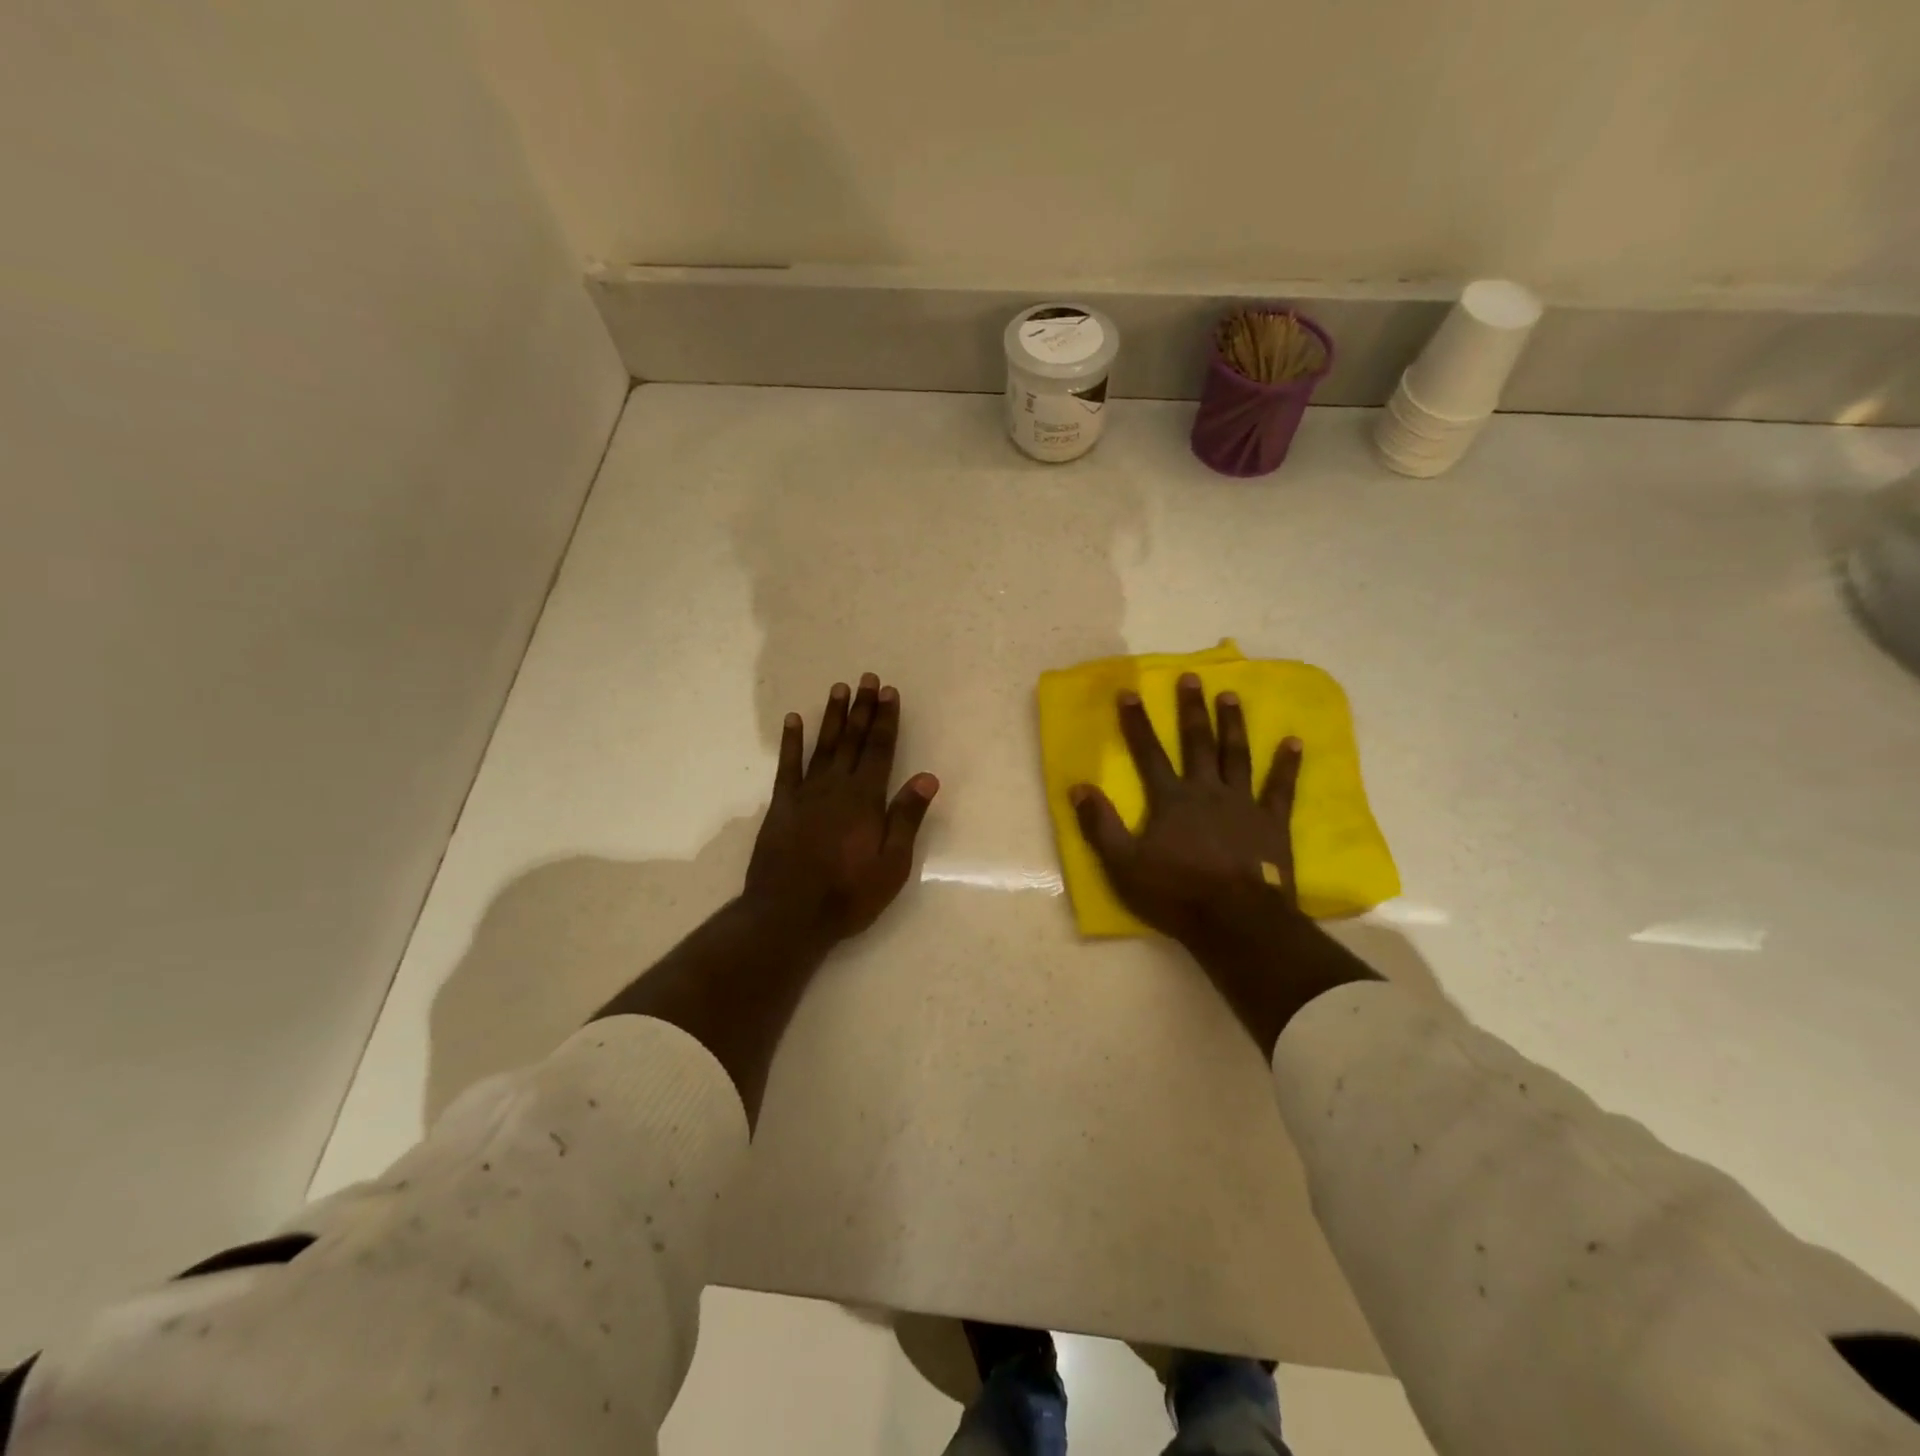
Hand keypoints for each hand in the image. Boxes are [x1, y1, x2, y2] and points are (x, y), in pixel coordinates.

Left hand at [745, 673, 939, 942]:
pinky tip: (794, 720)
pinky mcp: (782, 805)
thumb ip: (906, 818)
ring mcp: (806, 794)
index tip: (889, 692)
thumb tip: (927, 777)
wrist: (788, 915)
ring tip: (839, 688)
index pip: (880, 750)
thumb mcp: (891, 864)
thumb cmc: (848, 894)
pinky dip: (792, 741)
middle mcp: (836, 787)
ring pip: (823, 746)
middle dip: (862, 709)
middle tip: (867, 679)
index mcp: (866, 799)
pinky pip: (788, 766)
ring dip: (833, 716)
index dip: (886, 720)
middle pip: (853, 740)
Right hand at [1069, 673, 1302, 944]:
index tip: (1129, 692)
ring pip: (1236, 755)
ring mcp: (1243, 804)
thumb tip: (1078, 787)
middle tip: (1191, 678)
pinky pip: (1280, 788)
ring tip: (1230, 695)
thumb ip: (1100, 825)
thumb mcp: (1123, 864)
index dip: (1136, 723)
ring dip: (1232, 724)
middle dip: (1191, 709)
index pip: (1148, 753)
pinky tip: (1294, 741)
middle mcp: (1207, 791)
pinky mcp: (1271, 823)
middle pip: (1197, 743)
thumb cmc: (1175, 893)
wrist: (1235, 921)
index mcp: (1171, 800)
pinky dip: (1287, 764)